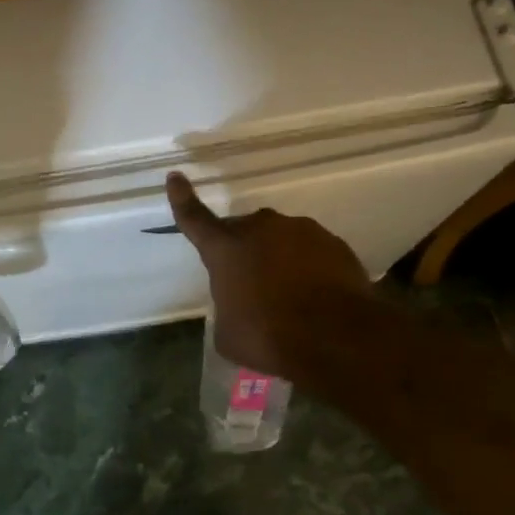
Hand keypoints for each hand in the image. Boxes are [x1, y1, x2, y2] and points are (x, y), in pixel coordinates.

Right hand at [167, 171, 370, 377]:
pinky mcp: (334, 243)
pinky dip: (309, 267)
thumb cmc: (269, 337)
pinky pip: (312, 251)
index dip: (182, 199)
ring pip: (281, 239)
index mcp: (225, 248)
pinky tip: (316, 296)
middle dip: (244, 251)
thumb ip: (227, 308)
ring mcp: (301, 231)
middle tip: (251, 285)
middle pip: (244, 231)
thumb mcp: (228, 333)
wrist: (338, 338)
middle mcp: (260, 229)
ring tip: (289, 296)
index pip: (195, 219)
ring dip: (279, 259)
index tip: (175, 177)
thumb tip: (238, 305)